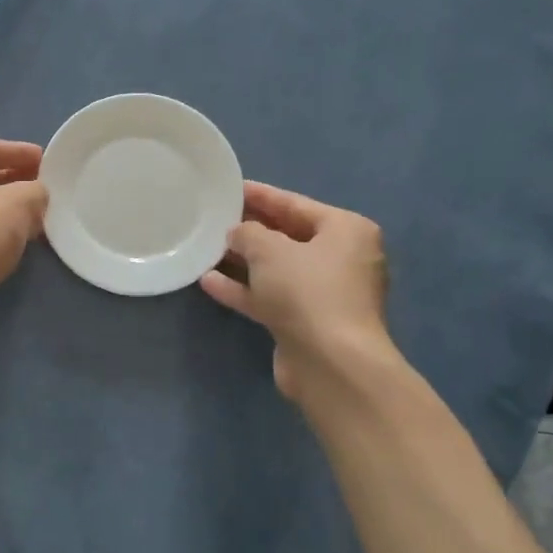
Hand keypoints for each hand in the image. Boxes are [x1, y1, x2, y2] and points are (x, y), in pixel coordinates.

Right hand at [198, 181, 392, 397]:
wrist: (331, 364)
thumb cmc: (307, 291)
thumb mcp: (269, 249)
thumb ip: (248, 233)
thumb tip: (238, 234)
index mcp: (346, 231)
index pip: (296, 204)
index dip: (261, 195)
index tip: (230, 188)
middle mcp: (341, 259)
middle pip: (288, 236)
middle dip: (251, 229)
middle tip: (215, 217)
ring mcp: (324, 294)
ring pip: (277, 270)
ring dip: (243, 261)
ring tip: (206, 248)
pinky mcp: (306, 323)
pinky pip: (270, 297)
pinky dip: (243, 289)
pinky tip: (208, 282)